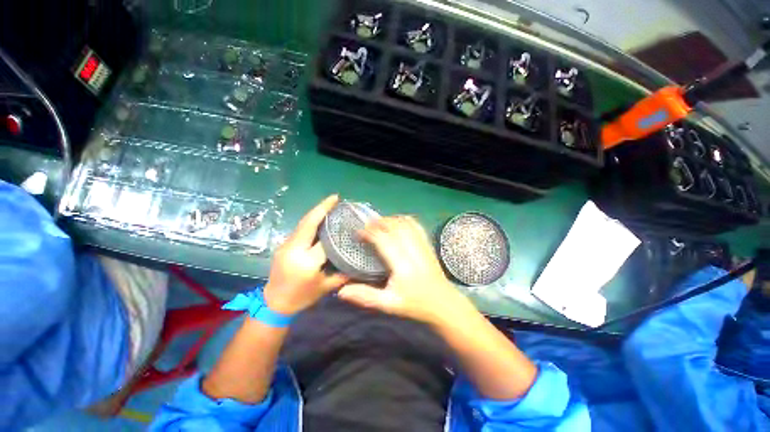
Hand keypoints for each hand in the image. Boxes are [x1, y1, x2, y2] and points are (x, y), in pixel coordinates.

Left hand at [263, 195, 348, 314]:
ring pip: (303, 223)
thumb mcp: (326, 287)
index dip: (336, 228)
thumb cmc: (302, 297)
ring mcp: (286, 245)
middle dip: (322, 208)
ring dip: (316, 212)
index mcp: (306, 262)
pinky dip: (310, 220)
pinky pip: (299, 228)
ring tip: (329, 204)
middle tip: (335, 198)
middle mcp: (294, 250)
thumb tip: (357, 262)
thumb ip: (343, 274)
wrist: (273, 304)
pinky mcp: (283, 245)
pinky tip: (319, 217)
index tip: (346, 217)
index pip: (324, 241)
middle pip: (309, 223)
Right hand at [338, 216, 468, 323]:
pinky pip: (417, 225)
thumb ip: (365, 296)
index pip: (384, 239)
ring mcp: (422, 245)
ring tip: (380, 223)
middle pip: (395, 226)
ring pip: (406, 223)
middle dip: (379, 222)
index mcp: (402, 264)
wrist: (444, 303)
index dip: (369, 232)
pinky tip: (398, 223)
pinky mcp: (428, 244)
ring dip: (391, 219)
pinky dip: (405, 220)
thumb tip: (340, 291)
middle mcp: (412, 250)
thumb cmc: (415, 304)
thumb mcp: (389, 304)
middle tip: (366, 225)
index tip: (358, 232)